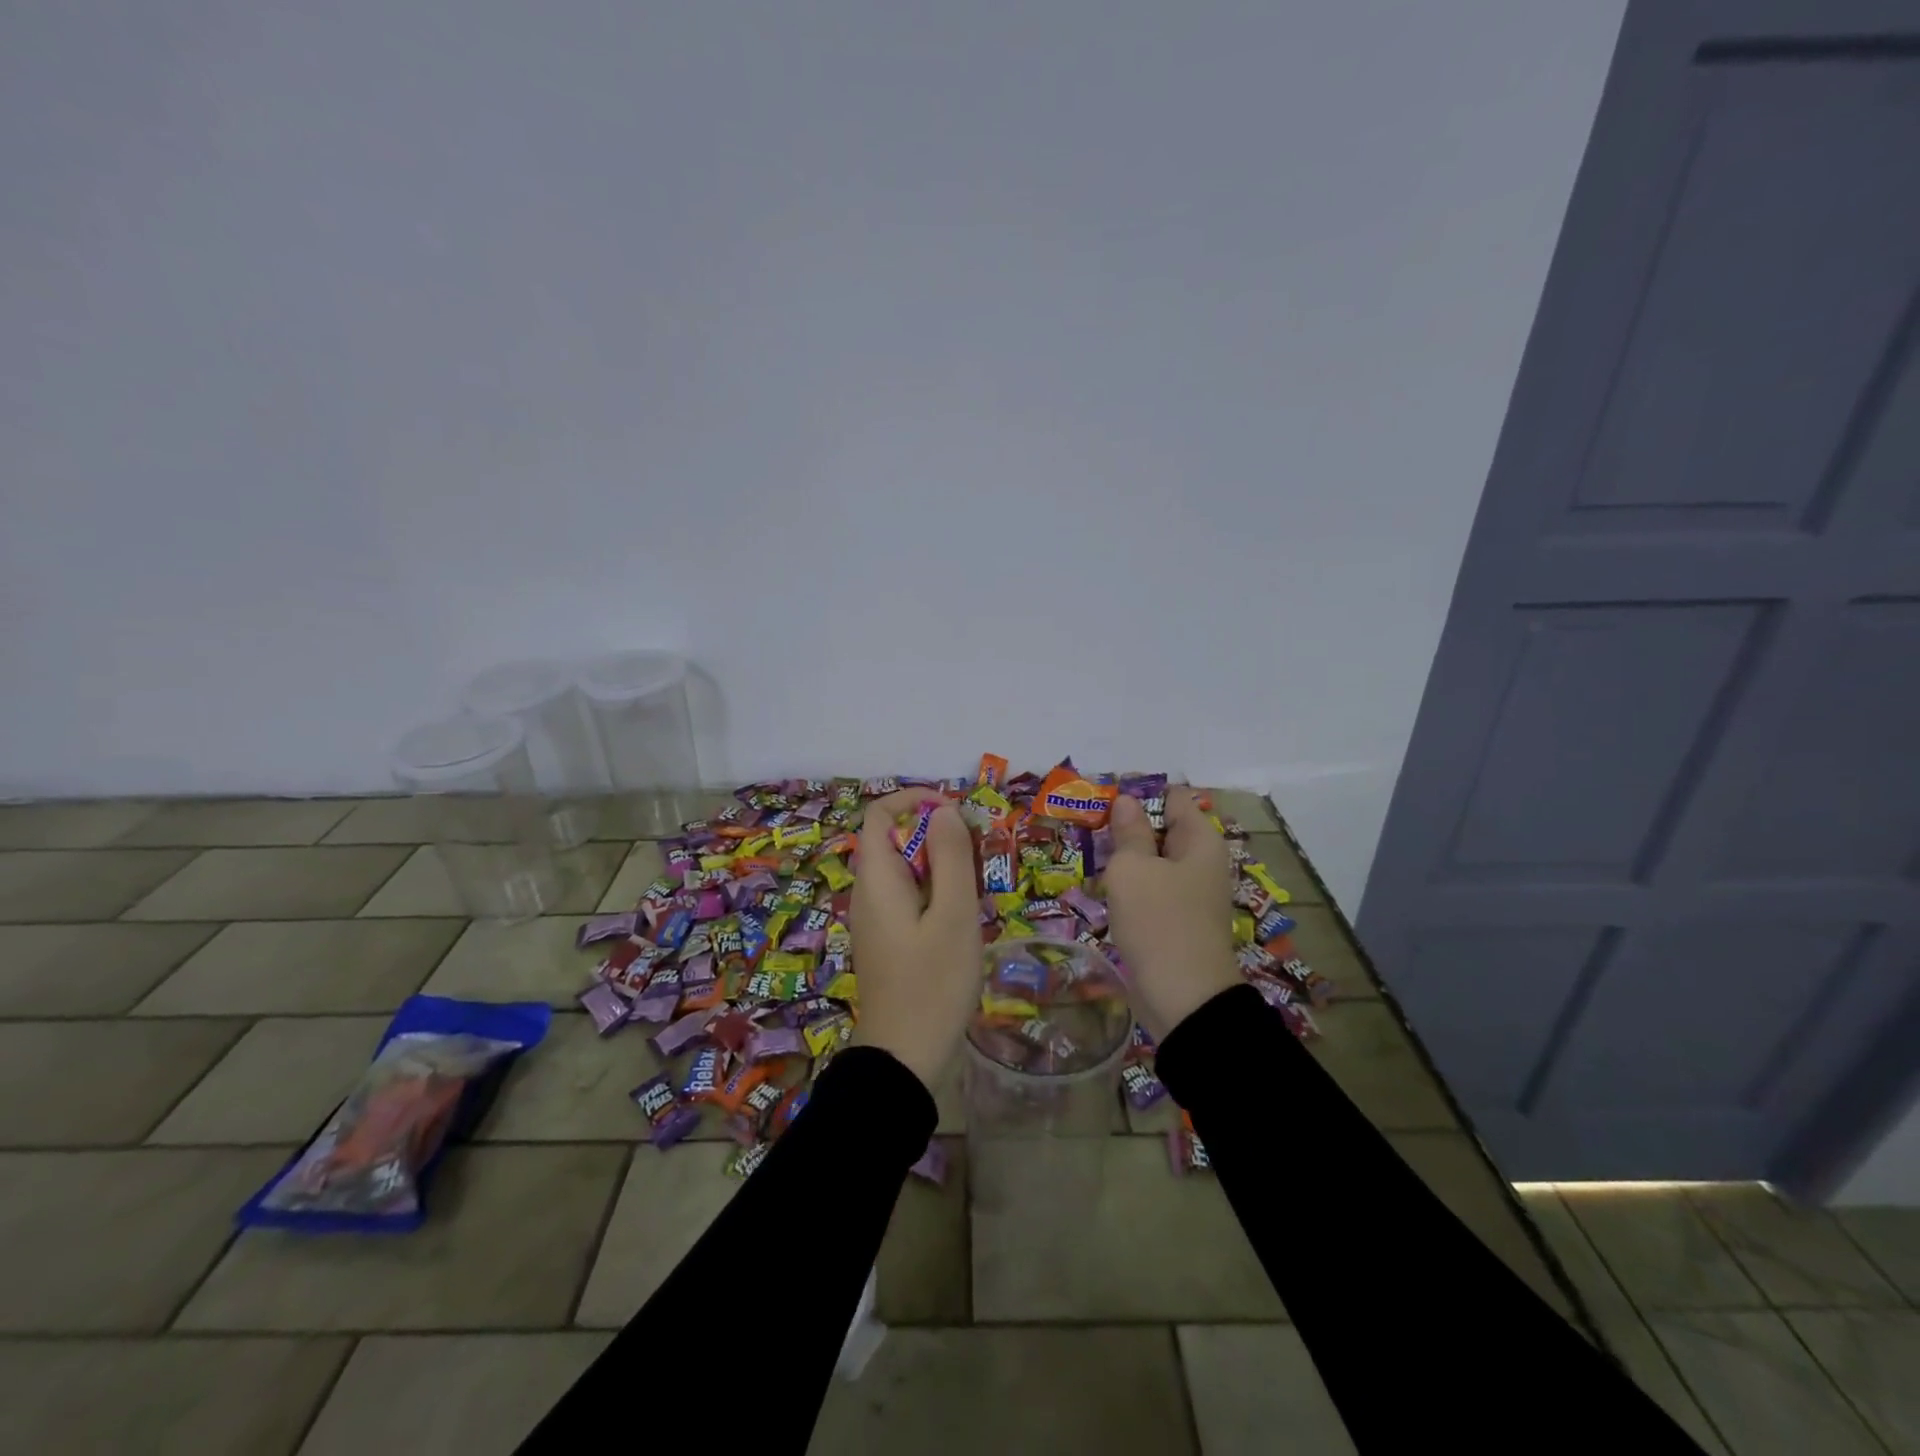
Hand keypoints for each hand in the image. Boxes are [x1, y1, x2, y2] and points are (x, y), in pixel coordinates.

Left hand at [849, 790, 981, 1089]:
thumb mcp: (954, 914)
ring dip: (939, 864)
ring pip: (904, 870)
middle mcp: (868, 893)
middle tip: (978, 852)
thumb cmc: (933, 983)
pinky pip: (907, 897)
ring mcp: (875, 919)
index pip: (880, 814)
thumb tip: (943, 810)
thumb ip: (950, 856)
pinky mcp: (887, 940)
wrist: (905, 1058)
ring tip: (976, 885)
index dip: (914, 800)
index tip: (956, 813)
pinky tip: (962, 916)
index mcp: (876, 879)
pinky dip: (934, 891)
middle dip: (936, 834)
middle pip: (894, 839)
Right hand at [1105, 788, 1238, 1039]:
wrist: (1185, 1000)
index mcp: (1199, 840)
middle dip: (1126, 827)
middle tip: (1087, 829)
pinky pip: (1152, 889)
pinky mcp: (1178, 920)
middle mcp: (1200, 861)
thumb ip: (1128, 832)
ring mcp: (1190, 893)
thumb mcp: (1133, 869)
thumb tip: (1126, 801)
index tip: (1102, 803)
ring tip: (1089, 857)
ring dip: (1125, 858)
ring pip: (1154, 861)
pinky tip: (1104, 891)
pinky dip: (1131, 886)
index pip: (1171, 797)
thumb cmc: (1158, 922)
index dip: (1138, 795)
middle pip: (1162, 828)